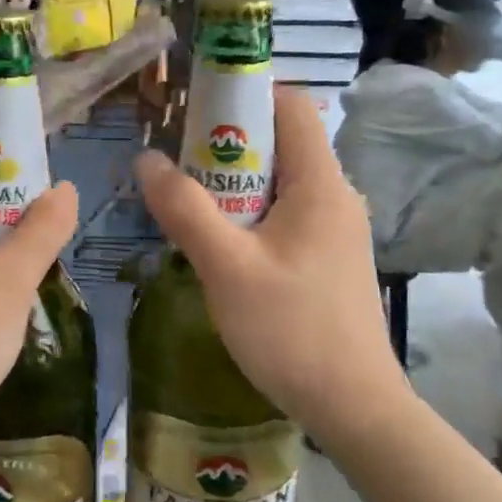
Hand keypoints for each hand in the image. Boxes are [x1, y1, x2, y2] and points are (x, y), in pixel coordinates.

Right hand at [135, 89, 406, 439]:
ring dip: (234, 185)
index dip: (244, 94)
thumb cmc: (292, 330)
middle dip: (226, 145)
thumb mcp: (227, 268)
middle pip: (281, 142)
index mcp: (320, 183)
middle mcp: (335, 195)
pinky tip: (222, 245)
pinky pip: (287, 215)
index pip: (291, 105)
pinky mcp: (330, 258)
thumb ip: (185, 209)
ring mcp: (336, 229)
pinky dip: (251, 214)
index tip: (194, 111)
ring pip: (280, 183)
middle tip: (177, 164)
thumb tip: (147, 159)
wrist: (354, 406)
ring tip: (190, 204)